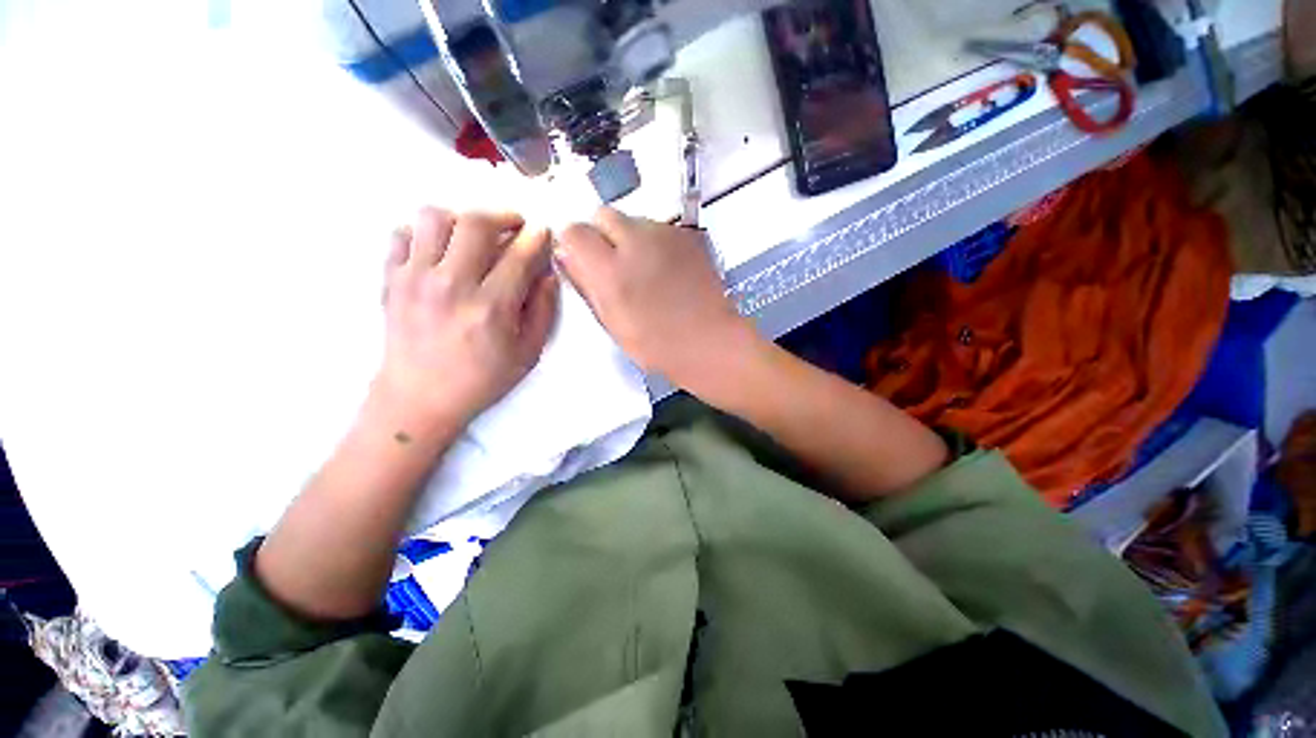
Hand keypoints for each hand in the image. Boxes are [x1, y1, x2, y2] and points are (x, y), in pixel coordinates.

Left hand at [375, 208, 557, 435]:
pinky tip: (441, 250)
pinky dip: (425, 233)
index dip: (536, 237)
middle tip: (514, 225)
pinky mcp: (390, 279)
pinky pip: (402, 234)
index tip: (543, 232)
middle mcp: (451, 285)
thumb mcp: (527, 354)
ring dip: (462, 219)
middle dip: (503, 216)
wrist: (418, 399)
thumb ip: (543, 311)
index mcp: (490, 307)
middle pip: (476, 223)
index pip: (518, 255)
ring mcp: (414, 278)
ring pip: (434, 217)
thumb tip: (547, 275)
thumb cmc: (481, 379)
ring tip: (474, 236)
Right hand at [556, 208, 756, 394]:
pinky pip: (657, 228)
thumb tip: (567, 257)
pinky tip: (664, 269)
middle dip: (601, 235)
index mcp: (612, 271)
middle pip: (603, 215)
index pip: (574, 231)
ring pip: (632, 220)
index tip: (583, 261)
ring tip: (644, 270)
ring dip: (628, 238)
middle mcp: (636, 242)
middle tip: (613, 265)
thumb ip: (587, 285)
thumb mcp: (612, 324)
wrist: (709, 341)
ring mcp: (665, 235)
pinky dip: (653, 242)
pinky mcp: (687, 236)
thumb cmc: (657, 345)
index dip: (574, 245)